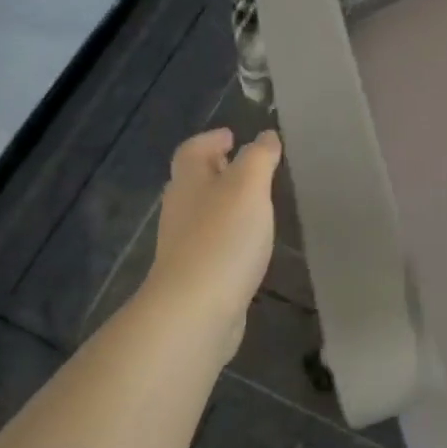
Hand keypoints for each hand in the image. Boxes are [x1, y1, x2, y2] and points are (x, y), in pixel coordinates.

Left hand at [145, 127, 281, 347]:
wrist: (195, 311)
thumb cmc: (223, 238)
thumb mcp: (249, 186)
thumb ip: (259, 157)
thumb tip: (266, 136)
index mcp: (189, 181)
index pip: (193, 150)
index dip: (211, 139)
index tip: (233, 136)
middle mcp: (180, 209)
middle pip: (195, 180)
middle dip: (219, 170)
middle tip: (249, 166)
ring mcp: (184, 245)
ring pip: (204, 212)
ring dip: (225, 203)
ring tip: (256, 203)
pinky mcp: (195, 275)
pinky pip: (212, 243)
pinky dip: (229, 235)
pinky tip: (249, 244)